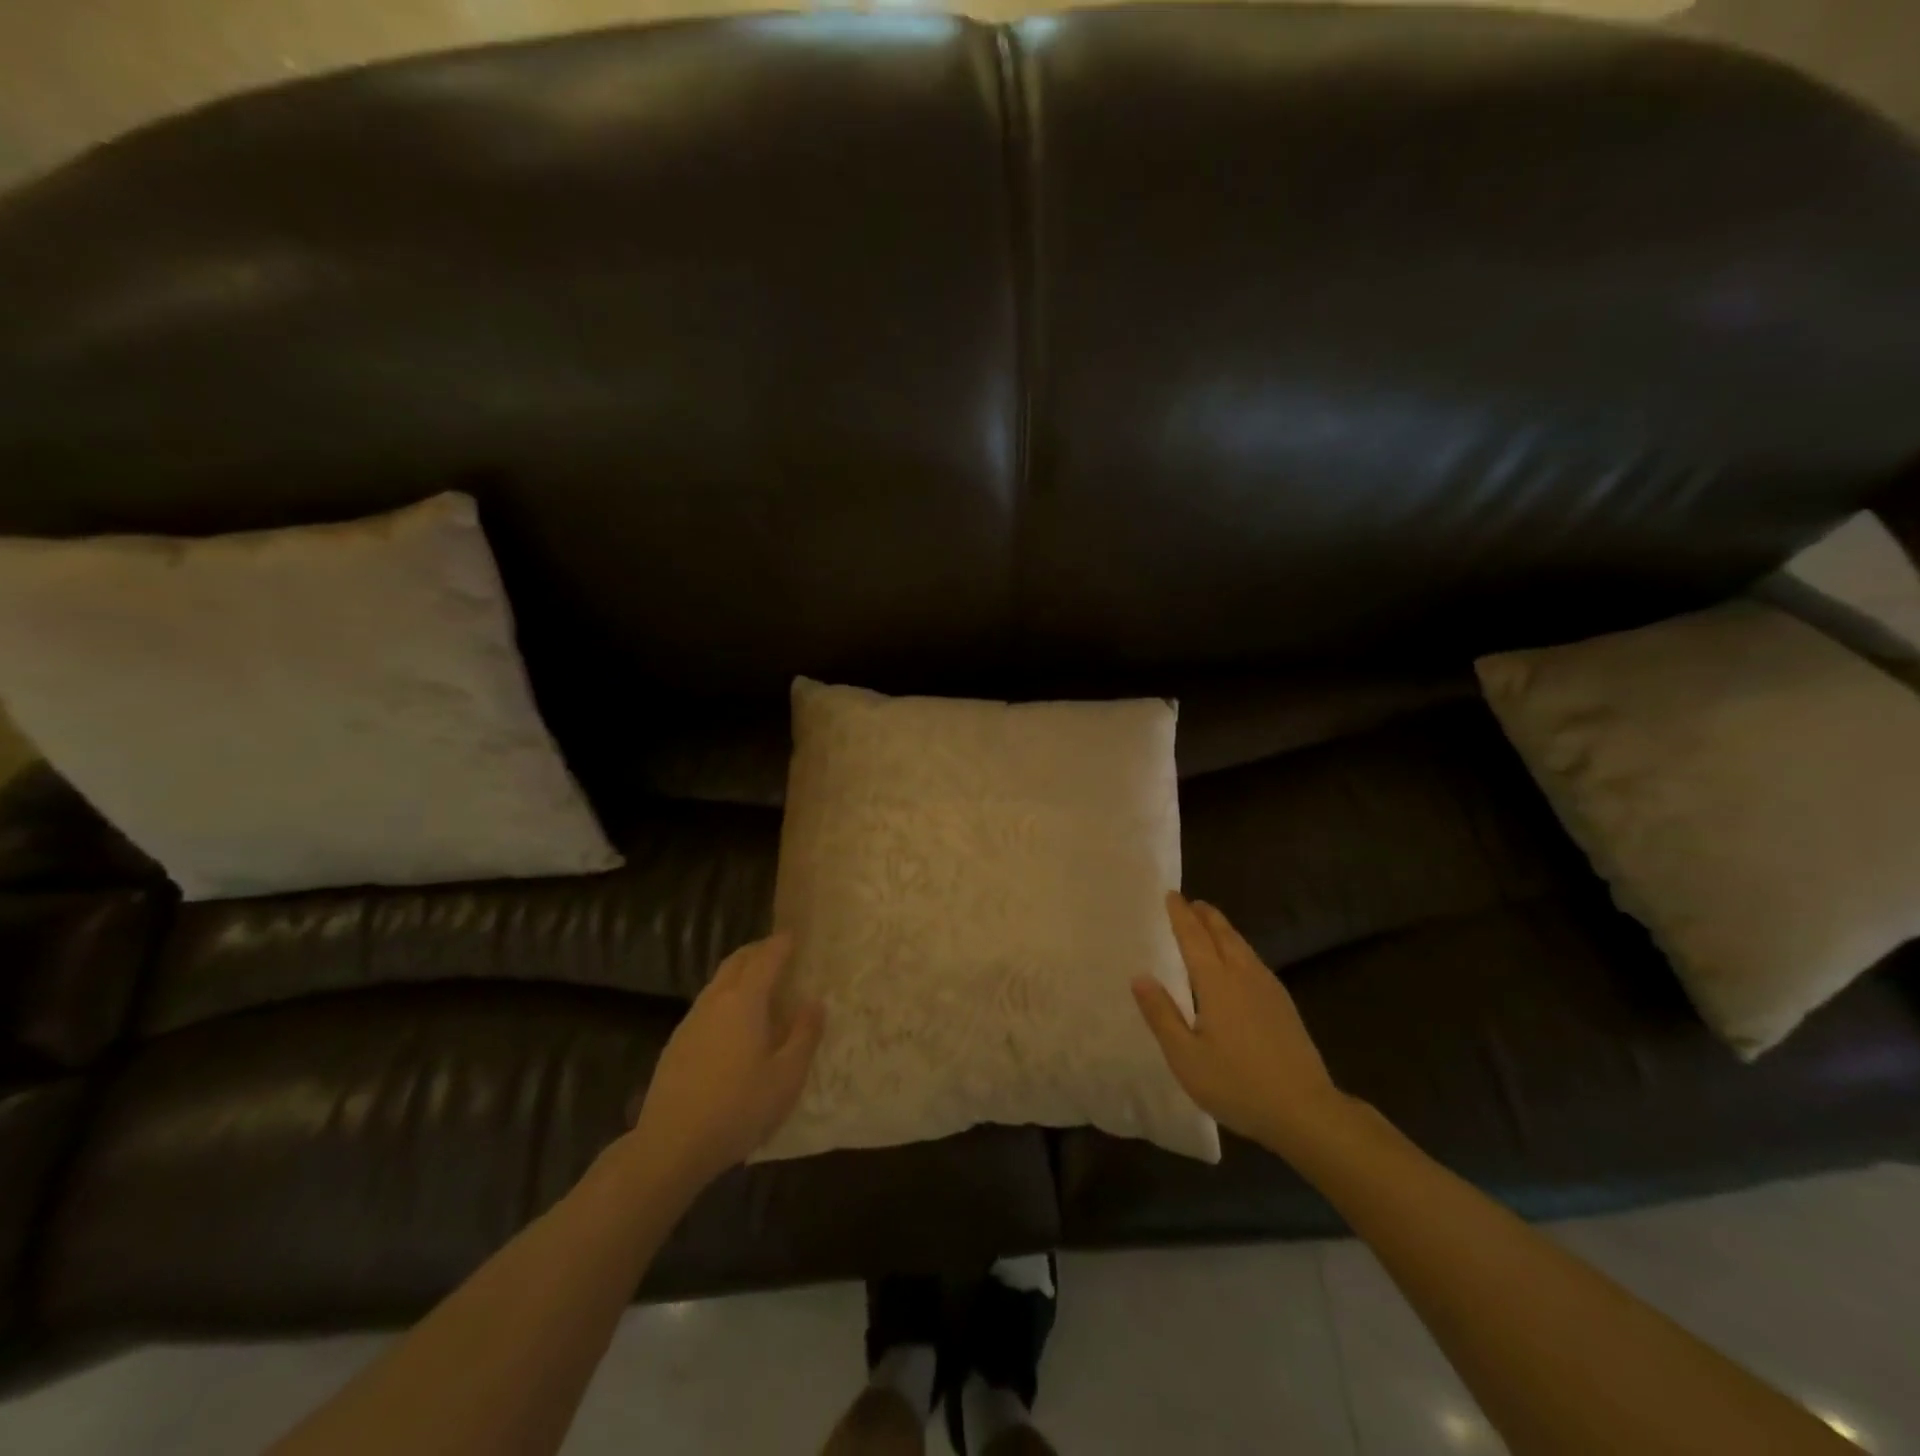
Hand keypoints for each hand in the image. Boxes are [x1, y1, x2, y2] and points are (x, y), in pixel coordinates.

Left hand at [627, 932, 824, 1193]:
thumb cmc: (738, 1108)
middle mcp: (715, 1000)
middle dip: (758, 950)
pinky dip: (727, 996)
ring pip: (719, 981)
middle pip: (737, 961)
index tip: (795, 934)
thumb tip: (814, 1002)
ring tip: (761, 983)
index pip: (766, 958)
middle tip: (779, 951)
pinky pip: (708, 1003)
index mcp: (745, 1000)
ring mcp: (691, 1020)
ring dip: (740, 972)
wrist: (670, 1145)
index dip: (782, 943)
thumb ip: (804, 1035)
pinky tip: (735, 1022)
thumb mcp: (786, 1076)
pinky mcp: (677, 1043)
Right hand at [1133, 893, 1349, 1155]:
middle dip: (1205, 916)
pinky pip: (1255, 962)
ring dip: (1224, 930)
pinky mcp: (1284, 1006)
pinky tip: (1240, 962)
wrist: (1305, 1111)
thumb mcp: (1186, 1056)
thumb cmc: (1237, 1084)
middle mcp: (1243, 976)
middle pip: (1223, 935)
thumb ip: (1161, 1014)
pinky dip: (1239, 948)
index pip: (1194, 938)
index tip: (1171, 895)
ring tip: (1211, 923)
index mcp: (1216, 983)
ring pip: (1242, 947)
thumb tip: (1140, 977)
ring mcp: (1269, 989)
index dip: (1181, 915)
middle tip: (1190, 901)